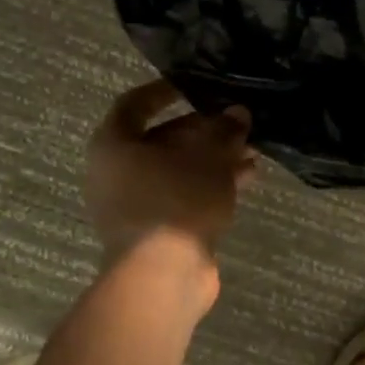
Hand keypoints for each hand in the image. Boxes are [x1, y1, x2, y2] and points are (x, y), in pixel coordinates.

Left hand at [85, 80, 258, 269]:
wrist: (162, 277)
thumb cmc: (176, 201)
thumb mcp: (208, 157)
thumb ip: (224, 130)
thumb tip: (237, 113)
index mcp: (114, 145)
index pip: (135, 104)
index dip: (164, 91)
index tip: (195, 86)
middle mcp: (116, 173)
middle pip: (161, 139)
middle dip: (203, 131)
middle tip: (236, 125)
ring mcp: (133, 205)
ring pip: (176, 171)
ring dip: (212, 160)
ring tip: (251, 153)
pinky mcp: (154, 231)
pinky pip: (182, 196)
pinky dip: (209, 186)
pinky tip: (246, 180)